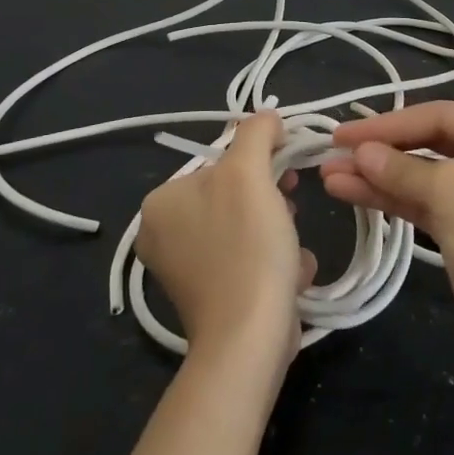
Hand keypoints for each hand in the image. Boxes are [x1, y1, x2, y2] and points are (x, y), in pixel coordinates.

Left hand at [135, 113, 316, 362]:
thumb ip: (256, 134)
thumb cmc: (247, 247)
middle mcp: (163, 233)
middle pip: (236, 194)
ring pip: (249, 226)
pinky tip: (288, 275)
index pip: (221, 161)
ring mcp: (185, 269)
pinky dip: (274, 262)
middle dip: (273, 202)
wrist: (249, 338)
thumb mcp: (251, 174)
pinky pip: (249, 259)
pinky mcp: (210, 296)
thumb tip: (267, 116)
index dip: (262, 162)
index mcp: (161, 201)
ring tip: (291, 252)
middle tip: (290, 215)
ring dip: (281, 233)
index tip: (290, 177)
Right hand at [320, 102, 453, 358]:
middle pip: (427, 141)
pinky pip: (423, 199)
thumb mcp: (450, 193)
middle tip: (331, 153)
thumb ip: (401, 169)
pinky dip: (390, 197)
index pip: (437, 115)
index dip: (386, 124)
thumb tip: (360, 152)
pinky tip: (350, 192)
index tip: (342, 134)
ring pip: (420, 173)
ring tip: (329, 176)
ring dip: (377, 176)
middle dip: (379, 151)